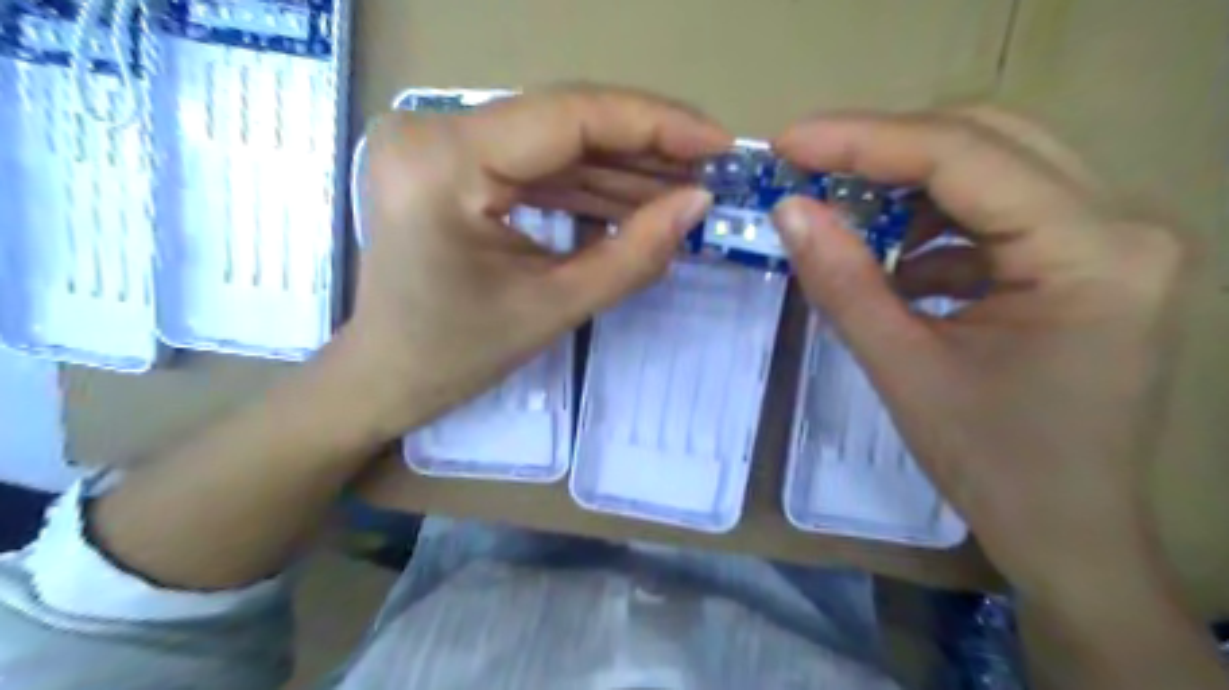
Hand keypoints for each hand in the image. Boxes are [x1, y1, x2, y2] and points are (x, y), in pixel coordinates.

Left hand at [333, 87, 726, 436]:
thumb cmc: (457, 355)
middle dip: (645, 146)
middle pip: (563, 120)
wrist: (387, 373)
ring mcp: (437, 140)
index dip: (654, 124)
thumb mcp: (554, 308)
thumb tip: (698, 203)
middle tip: (709, 168)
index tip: (719, 144)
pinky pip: (535, 162)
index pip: (568, 117)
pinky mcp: (450, 160)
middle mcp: (432, 130)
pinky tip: (638, 199)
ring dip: (622, 166)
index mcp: (444, 163)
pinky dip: (588, 183)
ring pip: (554, 140)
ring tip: (685, 188)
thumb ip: (634, 254)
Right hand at [771, 108, 1195, 607]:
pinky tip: (896, 266)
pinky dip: (934, 228)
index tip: (788, 142)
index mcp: (1092, 255)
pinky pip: (999, 214)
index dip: (864, 140)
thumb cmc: (993, 466)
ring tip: (846, 219)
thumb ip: (843, 283)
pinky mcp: (1086, 262)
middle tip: (809, 166)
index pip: (966, 157)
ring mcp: (1111, 241)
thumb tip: (788, 210)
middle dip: (886, 149)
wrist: (1067, 532)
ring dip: (909, 188)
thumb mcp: (904, 371)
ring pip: (994, 169)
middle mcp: (1121, 226)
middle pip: (989, 141)